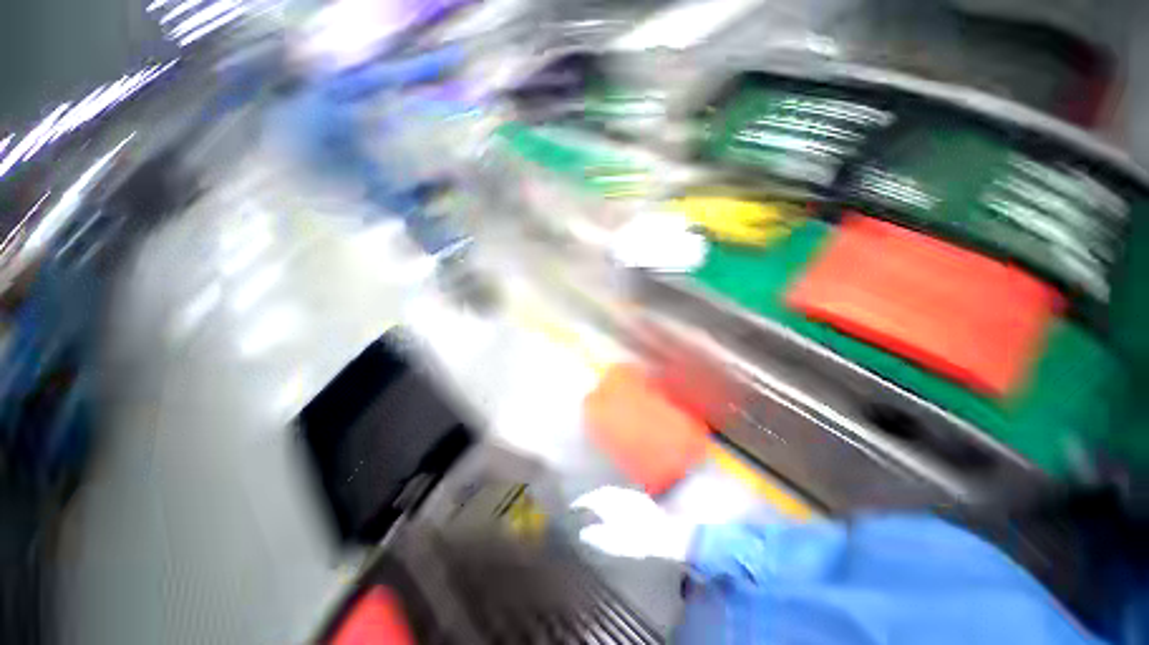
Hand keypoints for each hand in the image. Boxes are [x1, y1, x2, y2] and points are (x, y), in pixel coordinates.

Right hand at [570, 486, 693, 561]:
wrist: (670, 534)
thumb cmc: (643, 540)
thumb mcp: (619, 543)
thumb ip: (599, 537)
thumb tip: (583, 533)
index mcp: (615, 502)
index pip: (594, 497)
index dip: (582, 501)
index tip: (573, 506)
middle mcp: (622, 493)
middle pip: (602, 491)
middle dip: (590, 496)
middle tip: (581, 504)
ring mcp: (632, 494)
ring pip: (612, 491)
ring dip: (601, 495)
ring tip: (593, 504)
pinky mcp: (640, 499)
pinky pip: (619, 493)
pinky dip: (611, 497)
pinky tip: (612, 505)